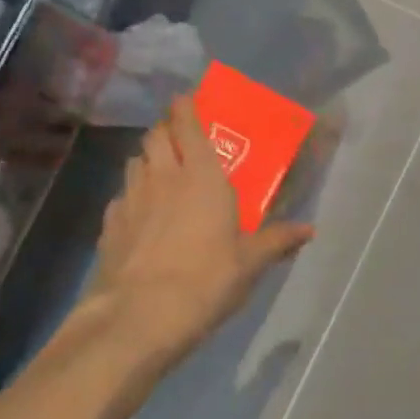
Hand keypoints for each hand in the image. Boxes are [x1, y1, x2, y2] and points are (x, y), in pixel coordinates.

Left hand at [83, 96, 313, 366]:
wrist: (137, 318)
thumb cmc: (205, 280)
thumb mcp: (250, 263)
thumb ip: (277, 241)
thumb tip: (310, 229)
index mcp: (200, 175)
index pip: (186, 123)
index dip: (185, 107)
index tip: (187, 100)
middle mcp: (162, 176)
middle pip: (156, 136)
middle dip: (166, 129)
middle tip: (180, 138)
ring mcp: (130, 199)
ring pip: (135, 162)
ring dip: (148, 159)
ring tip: (162, 173)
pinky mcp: (109, 226)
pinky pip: (121, 197)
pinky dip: (132, 196)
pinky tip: (141, 216)